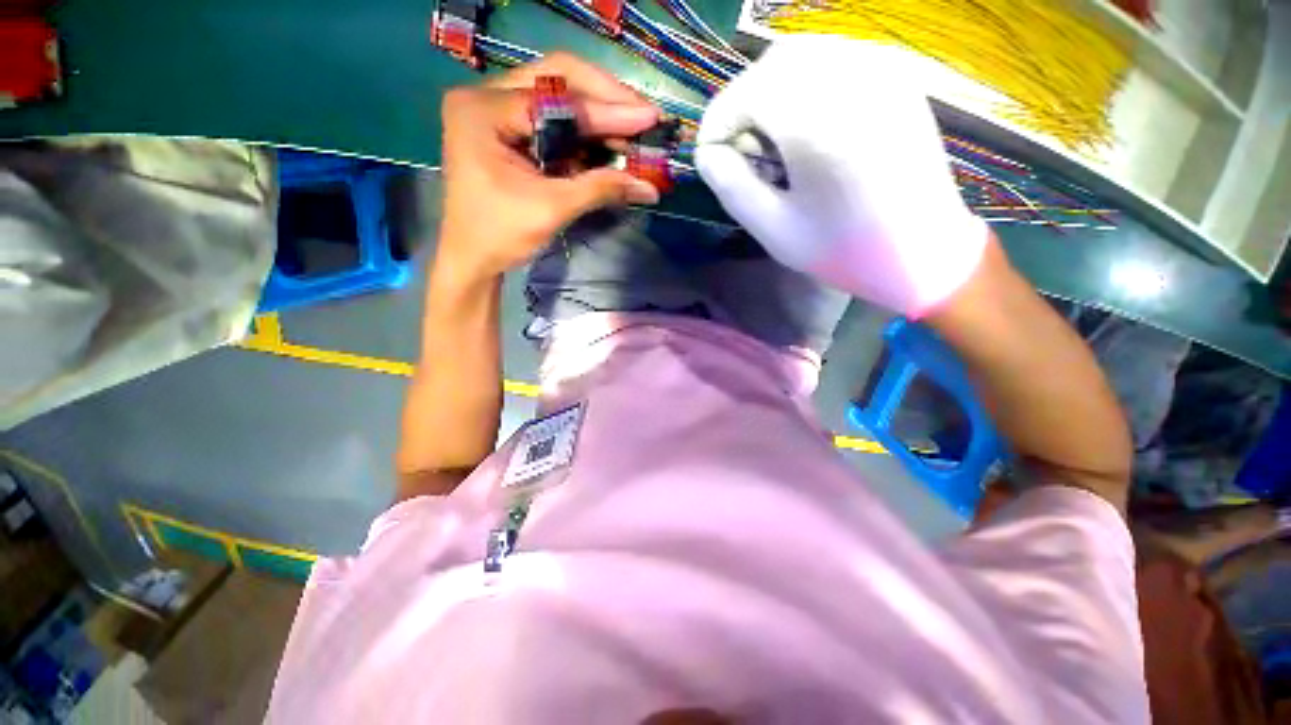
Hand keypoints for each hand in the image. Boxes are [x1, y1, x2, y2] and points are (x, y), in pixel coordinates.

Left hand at [439, 53, 661, 278]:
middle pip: (557, 78)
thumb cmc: (500, 235)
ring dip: (598, 112)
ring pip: (557, 94)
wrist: (472, 258)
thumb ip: (600, 189)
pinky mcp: (509, 128)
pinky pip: (553, 118)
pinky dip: (584, 130)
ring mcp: (496, 109)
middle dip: (605, 98)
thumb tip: (650, 187)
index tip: (649, 118)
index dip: (607, 110)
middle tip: (644, 115)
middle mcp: (486, 97)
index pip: (556, 98)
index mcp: (484, 111)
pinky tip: (609, 140)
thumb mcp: (552, 210)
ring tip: (634, 128)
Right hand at [695, 37, 987, 317]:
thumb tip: (707, 152)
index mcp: (817, 124)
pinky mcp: (897, 74)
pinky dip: (805, 81)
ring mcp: (881, 69)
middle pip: (771, 66)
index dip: (717, 125)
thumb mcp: (773, 229)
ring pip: (803, 54)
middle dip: (743, 105)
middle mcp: (851, 79)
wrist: (923, 250)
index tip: (712, 159)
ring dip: (772, 90)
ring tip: (773, 138)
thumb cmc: (843, 249)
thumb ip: (731, 187)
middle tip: (743, 150)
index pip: (743, 95)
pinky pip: (835, 57)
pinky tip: (808, 121)